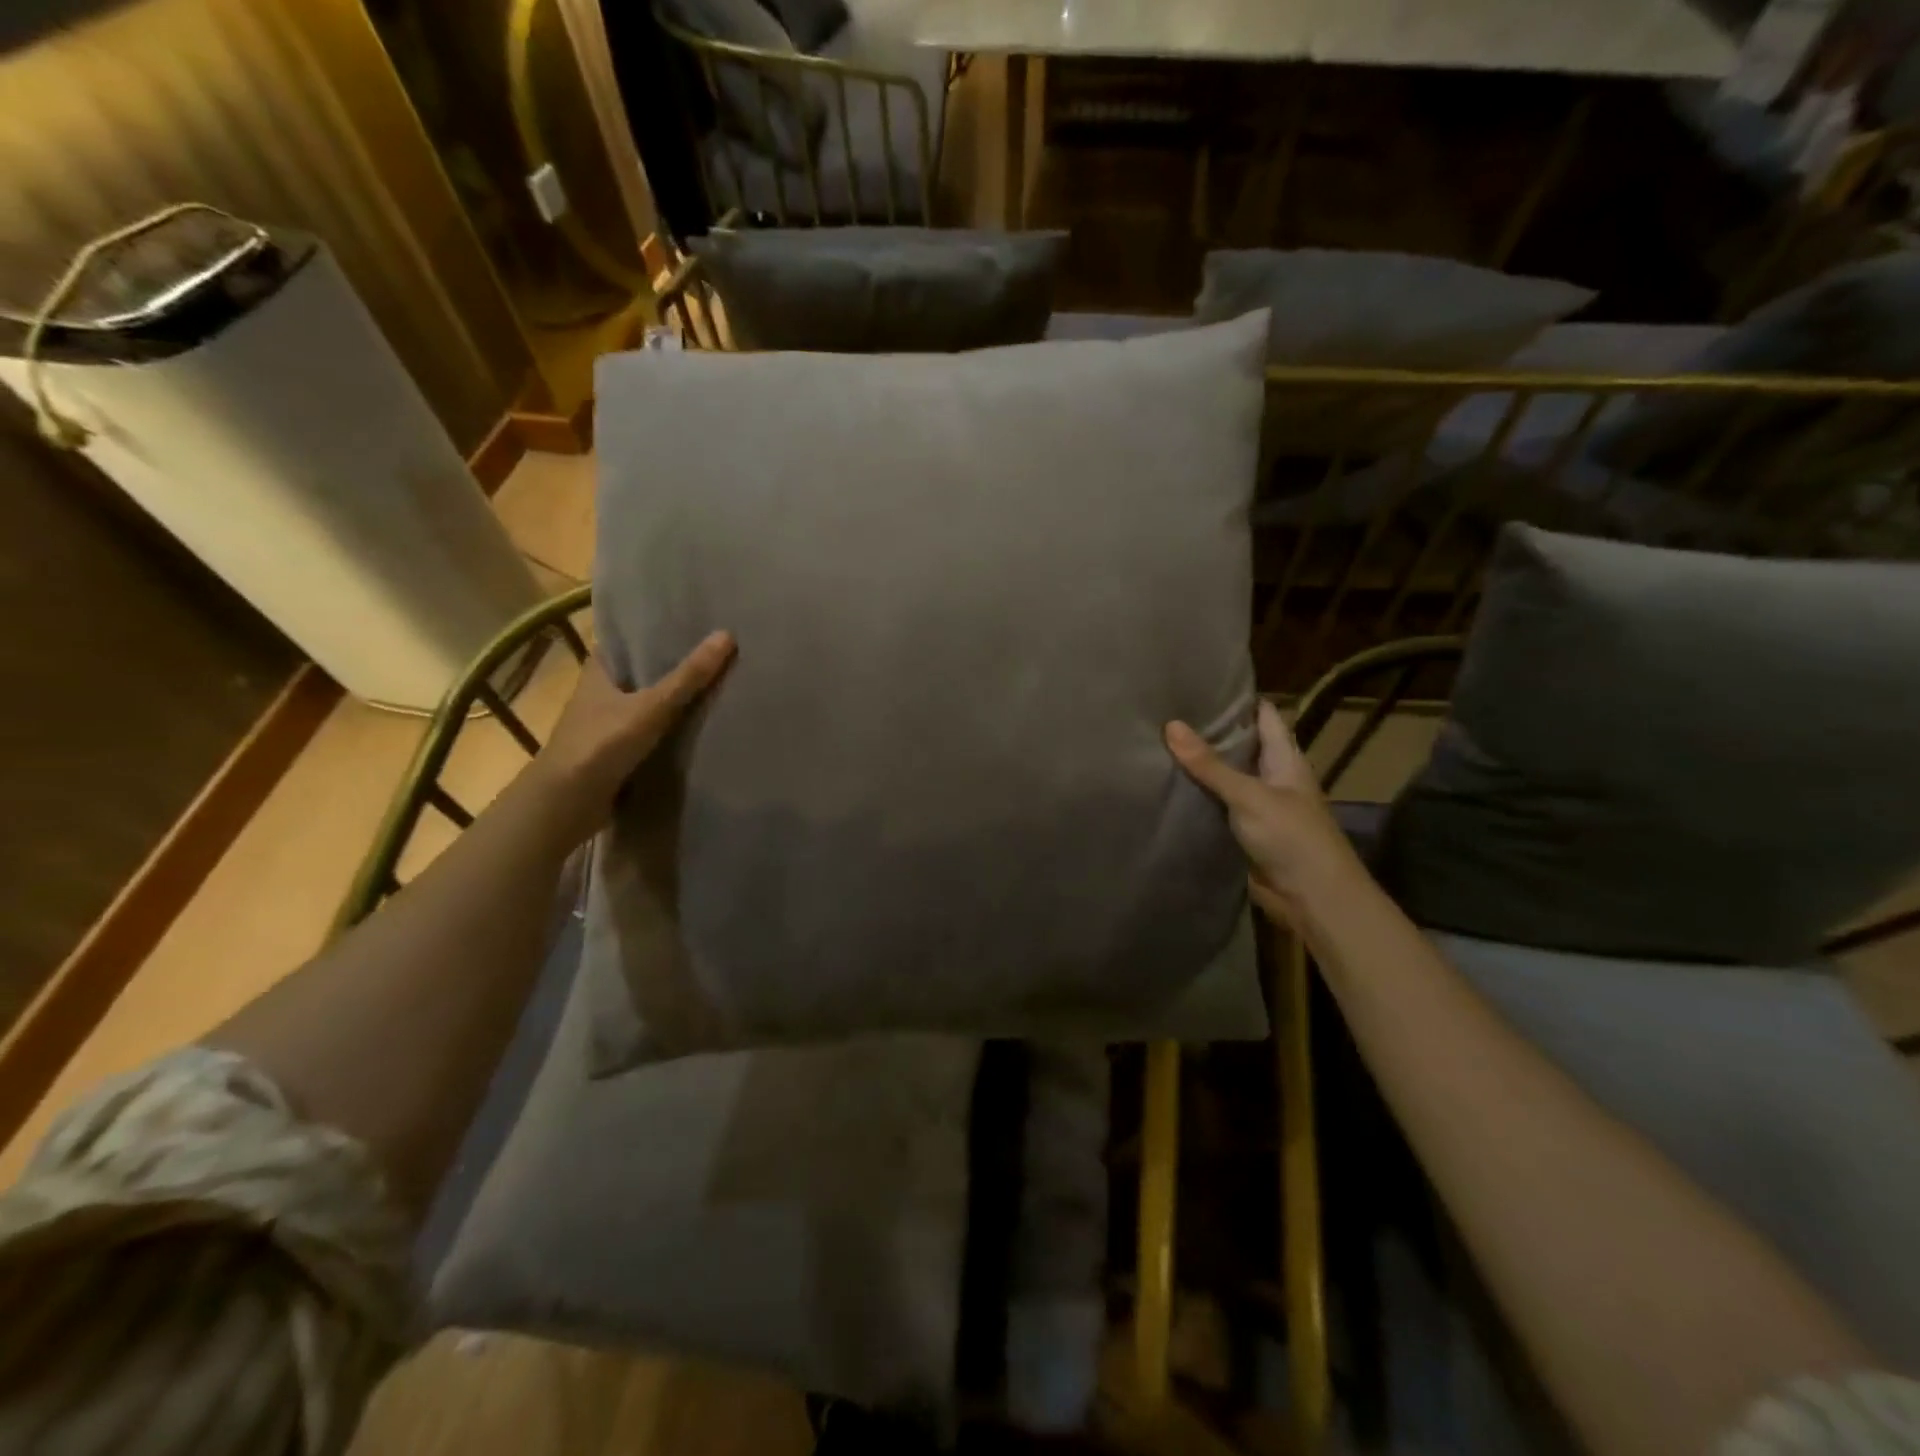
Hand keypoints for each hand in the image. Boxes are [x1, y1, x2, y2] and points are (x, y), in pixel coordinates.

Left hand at [529, 631, 734, 845]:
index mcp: (598, 670)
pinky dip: (670, 728)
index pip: (628, 640)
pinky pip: (650, 731)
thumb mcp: (652, 706)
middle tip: (715, 653)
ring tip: (716, 685)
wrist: (567, 802)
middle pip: (642, 672)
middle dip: (672, 665)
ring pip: (646, 703)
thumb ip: (689, 676)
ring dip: (673, 699)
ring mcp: (606, 724)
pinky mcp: (616, 751)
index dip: (655, 631)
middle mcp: (600, 692)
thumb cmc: (601, 743)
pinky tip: (698, 725)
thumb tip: (727, 635)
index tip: (691, 623)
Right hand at [1164, 701, 1364, 924]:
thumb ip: (1210, 765)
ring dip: (1200, 768)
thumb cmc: (1292, 837)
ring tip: (1158, 743)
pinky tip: (1166, 789)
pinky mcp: (1242, 834)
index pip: (1264, 716)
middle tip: (1167, 711)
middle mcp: (1272, 778)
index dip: (1240, 699)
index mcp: (1285, 759)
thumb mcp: (1249, 795)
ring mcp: (1257, 807)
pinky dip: (1196, 800)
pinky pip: (1216, 809)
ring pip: (1225, 779)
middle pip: (1241, 747)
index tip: (1202, 684)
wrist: (1312, 899)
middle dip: (1210, 732)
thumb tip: (1171, 725)